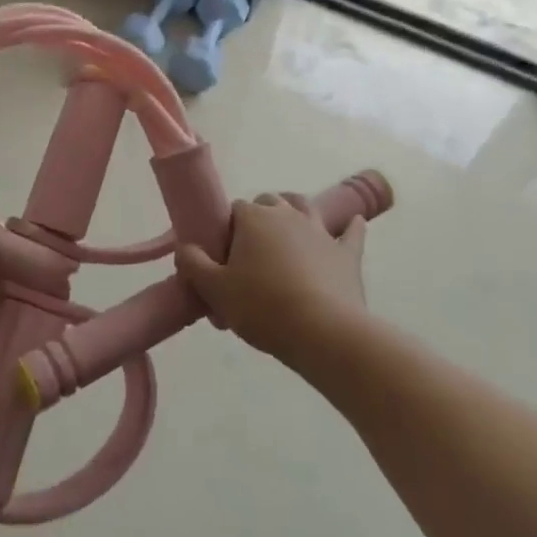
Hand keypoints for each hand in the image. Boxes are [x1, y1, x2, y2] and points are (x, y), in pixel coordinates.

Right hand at [175, 192, 367, 363]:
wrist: (324, 333)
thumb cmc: (264, 308)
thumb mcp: (215, 291)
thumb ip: (193, 264)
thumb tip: (184, 247)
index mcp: (253, 219)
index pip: (234, 210)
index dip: (226, 231)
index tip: (224, 258)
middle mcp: (287, 215)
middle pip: (268, 203)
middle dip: (258, 219)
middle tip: (251, 253)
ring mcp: (320, 231)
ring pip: (304, 207)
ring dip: (295, 212)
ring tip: (288, 229)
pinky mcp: (346, 254)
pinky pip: (350, 233)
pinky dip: (349, 227)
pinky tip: (353, 223)